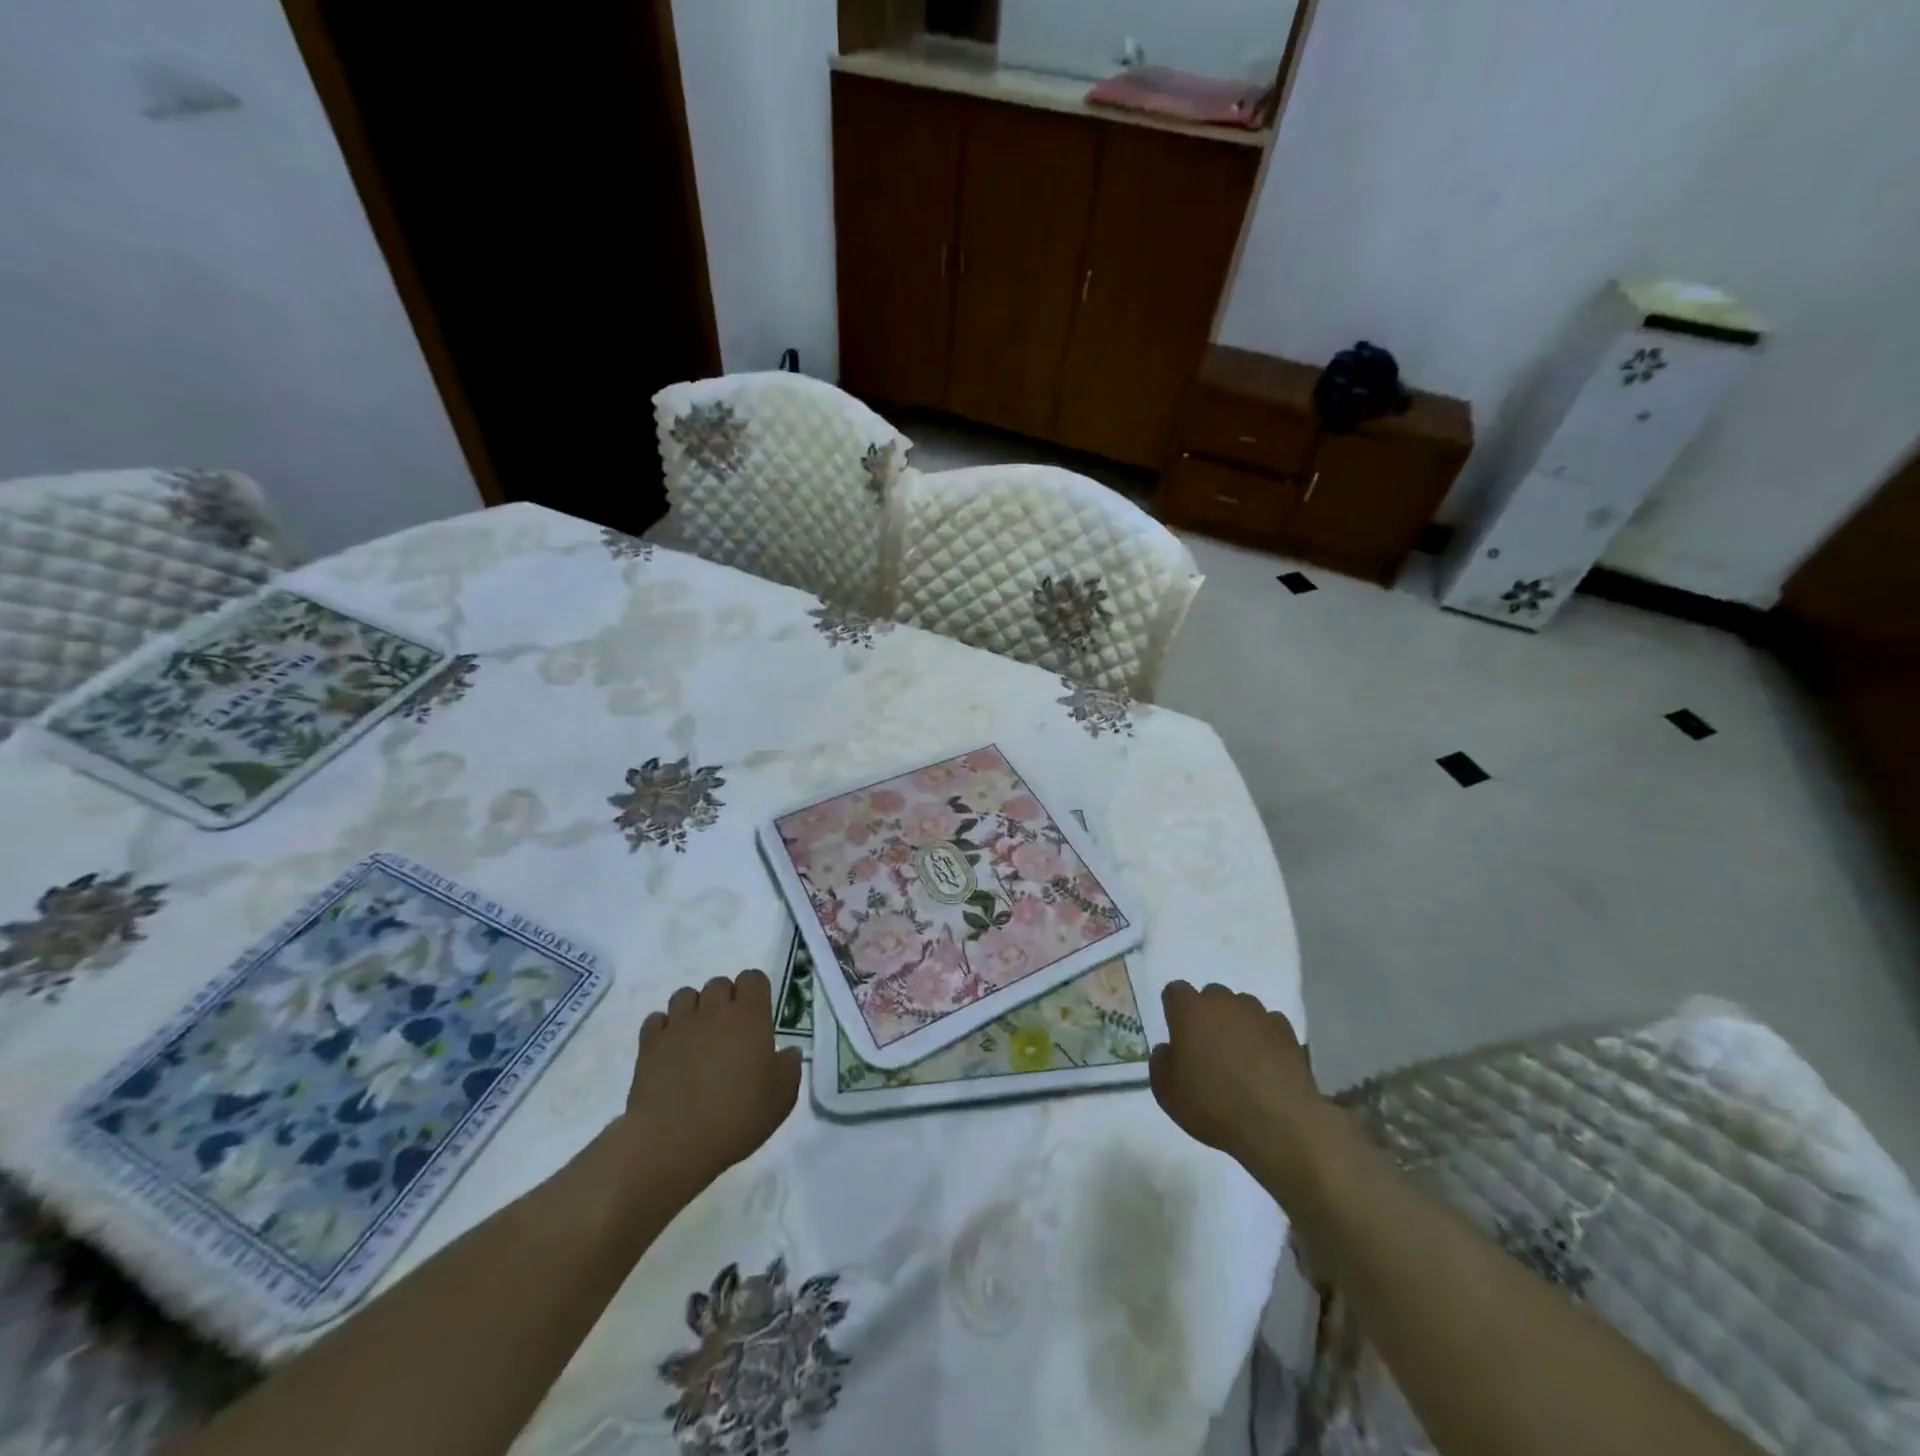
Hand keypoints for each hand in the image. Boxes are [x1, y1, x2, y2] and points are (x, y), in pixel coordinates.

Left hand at [623, 970, 801, 1196]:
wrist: (673, 1142)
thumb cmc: (737, 1117)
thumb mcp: (782, 1098)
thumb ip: (789, 1067)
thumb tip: (788, 1052)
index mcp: (749, 1016)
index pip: (753, 978)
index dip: (755, 992)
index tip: (757, 1016)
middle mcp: (714, 1011)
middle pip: (719, 983)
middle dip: (724, 1000)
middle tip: (728, 1032)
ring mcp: (678, 1025)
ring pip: (685, 995)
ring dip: (693, 1009)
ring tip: (697, 1038)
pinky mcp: (649, 1044)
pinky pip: (656, 1020)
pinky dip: (664, 1029)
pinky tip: (670, 1051)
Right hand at [1149, 981, 1322, 1182]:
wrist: (1279, 1125)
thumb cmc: (1213, 1106)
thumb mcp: (1167, 1093)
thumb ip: (1160, 1063)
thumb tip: (1168, 1050)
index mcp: (1190, 1011)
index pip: (1175, 991)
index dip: (1174, 1009)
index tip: (1177, 1031)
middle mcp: (1223, 1003)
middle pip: (1211, 996)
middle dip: (1207, 1014)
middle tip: (1208, 1047)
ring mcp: (1258, 1014)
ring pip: (1242, 1007)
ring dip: (1237, 1023)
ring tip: (1240, 1056)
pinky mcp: (1286, 1031)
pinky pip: (1268, 1024)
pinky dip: (1264, 1037)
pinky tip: (1266, 1064)